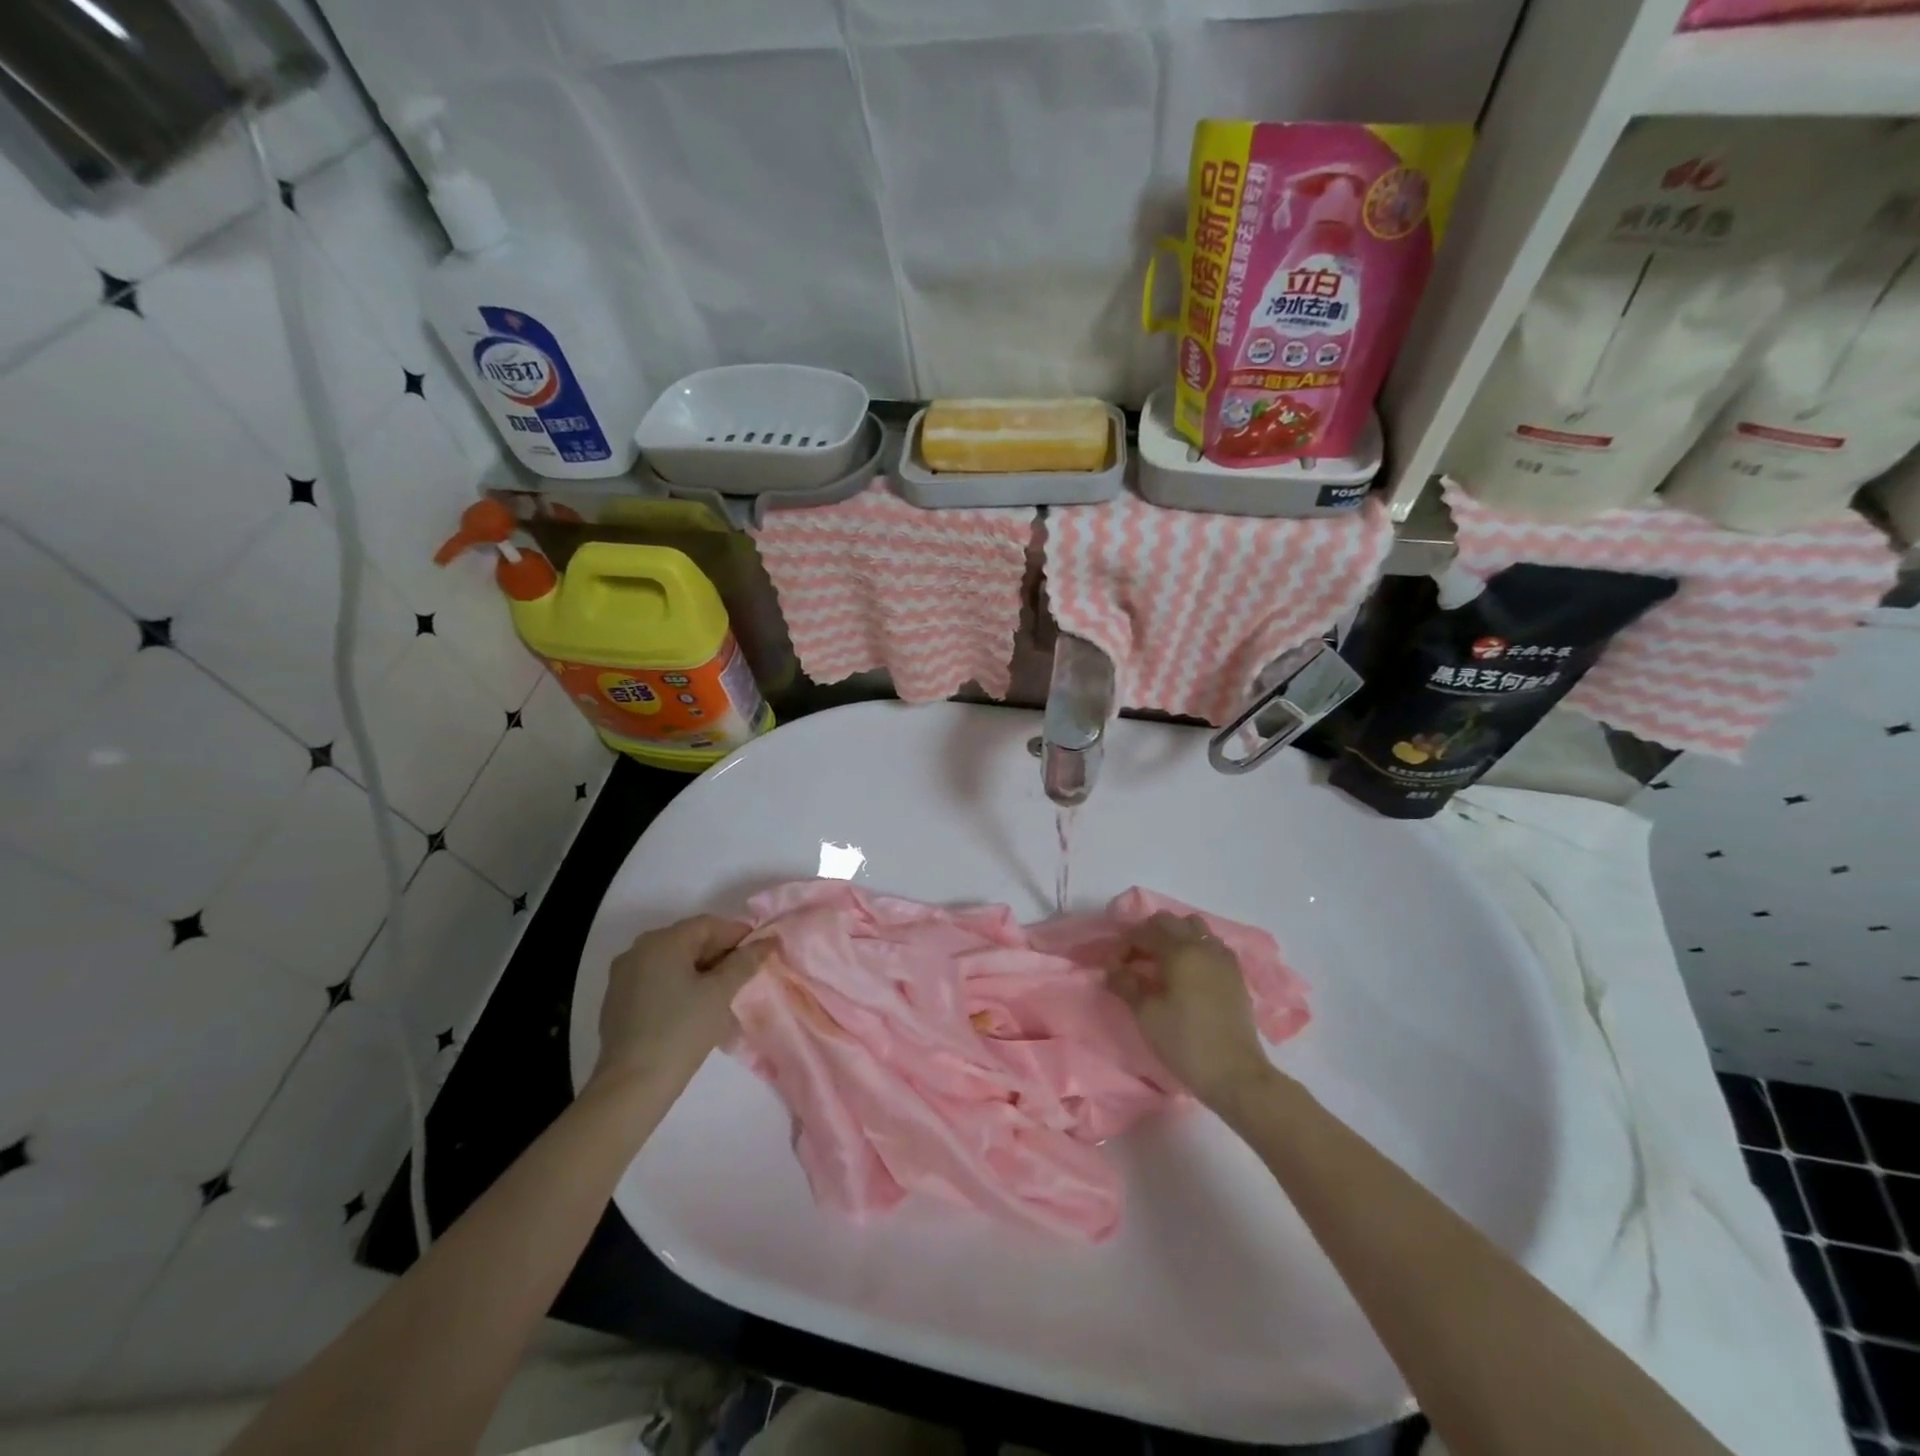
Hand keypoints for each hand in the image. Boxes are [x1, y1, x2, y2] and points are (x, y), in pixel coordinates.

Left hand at [592, 914, 773, 1092]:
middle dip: (720, 954)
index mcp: (662, 941)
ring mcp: (623, 976)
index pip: (708, 925)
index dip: (738, 935)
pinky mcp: (618, 1001)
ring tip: (724, 993)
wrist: (632, 1086)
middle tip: (745, 975)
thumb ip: (745, 962)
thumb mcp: (720, 993)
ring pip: (673, 962)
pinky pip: (656, 980)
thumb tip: (767, 941)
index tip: (760, 952)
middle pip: (689, 940)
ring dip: (701, 971)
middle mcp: (638, 950)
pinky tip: (695, 1008)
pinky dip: (679, 985)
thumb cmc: (682, 1031)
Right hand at [1108, 911, 1276, 1109]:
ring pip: (1194, 928)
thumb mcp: (1146, 1014)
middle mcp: (1203, 946)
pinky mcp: (1235, 975)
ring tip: (1162, 963)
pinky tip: (1187, 974)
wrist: (1235, 1074)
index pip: (1144, 932)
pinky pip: (1211, 945)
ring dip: (1174, 937)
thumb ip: (1125, 983)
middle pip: (1170, 922)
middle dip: (1148, 934)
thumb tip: (1111, 968)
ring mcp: (1223, 959)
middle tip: (1135, 961)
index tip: (1114, 967)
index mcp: (1179, 951)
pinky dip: (1195, 948)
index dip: (1124, 945)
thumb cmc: (1184, 1042)